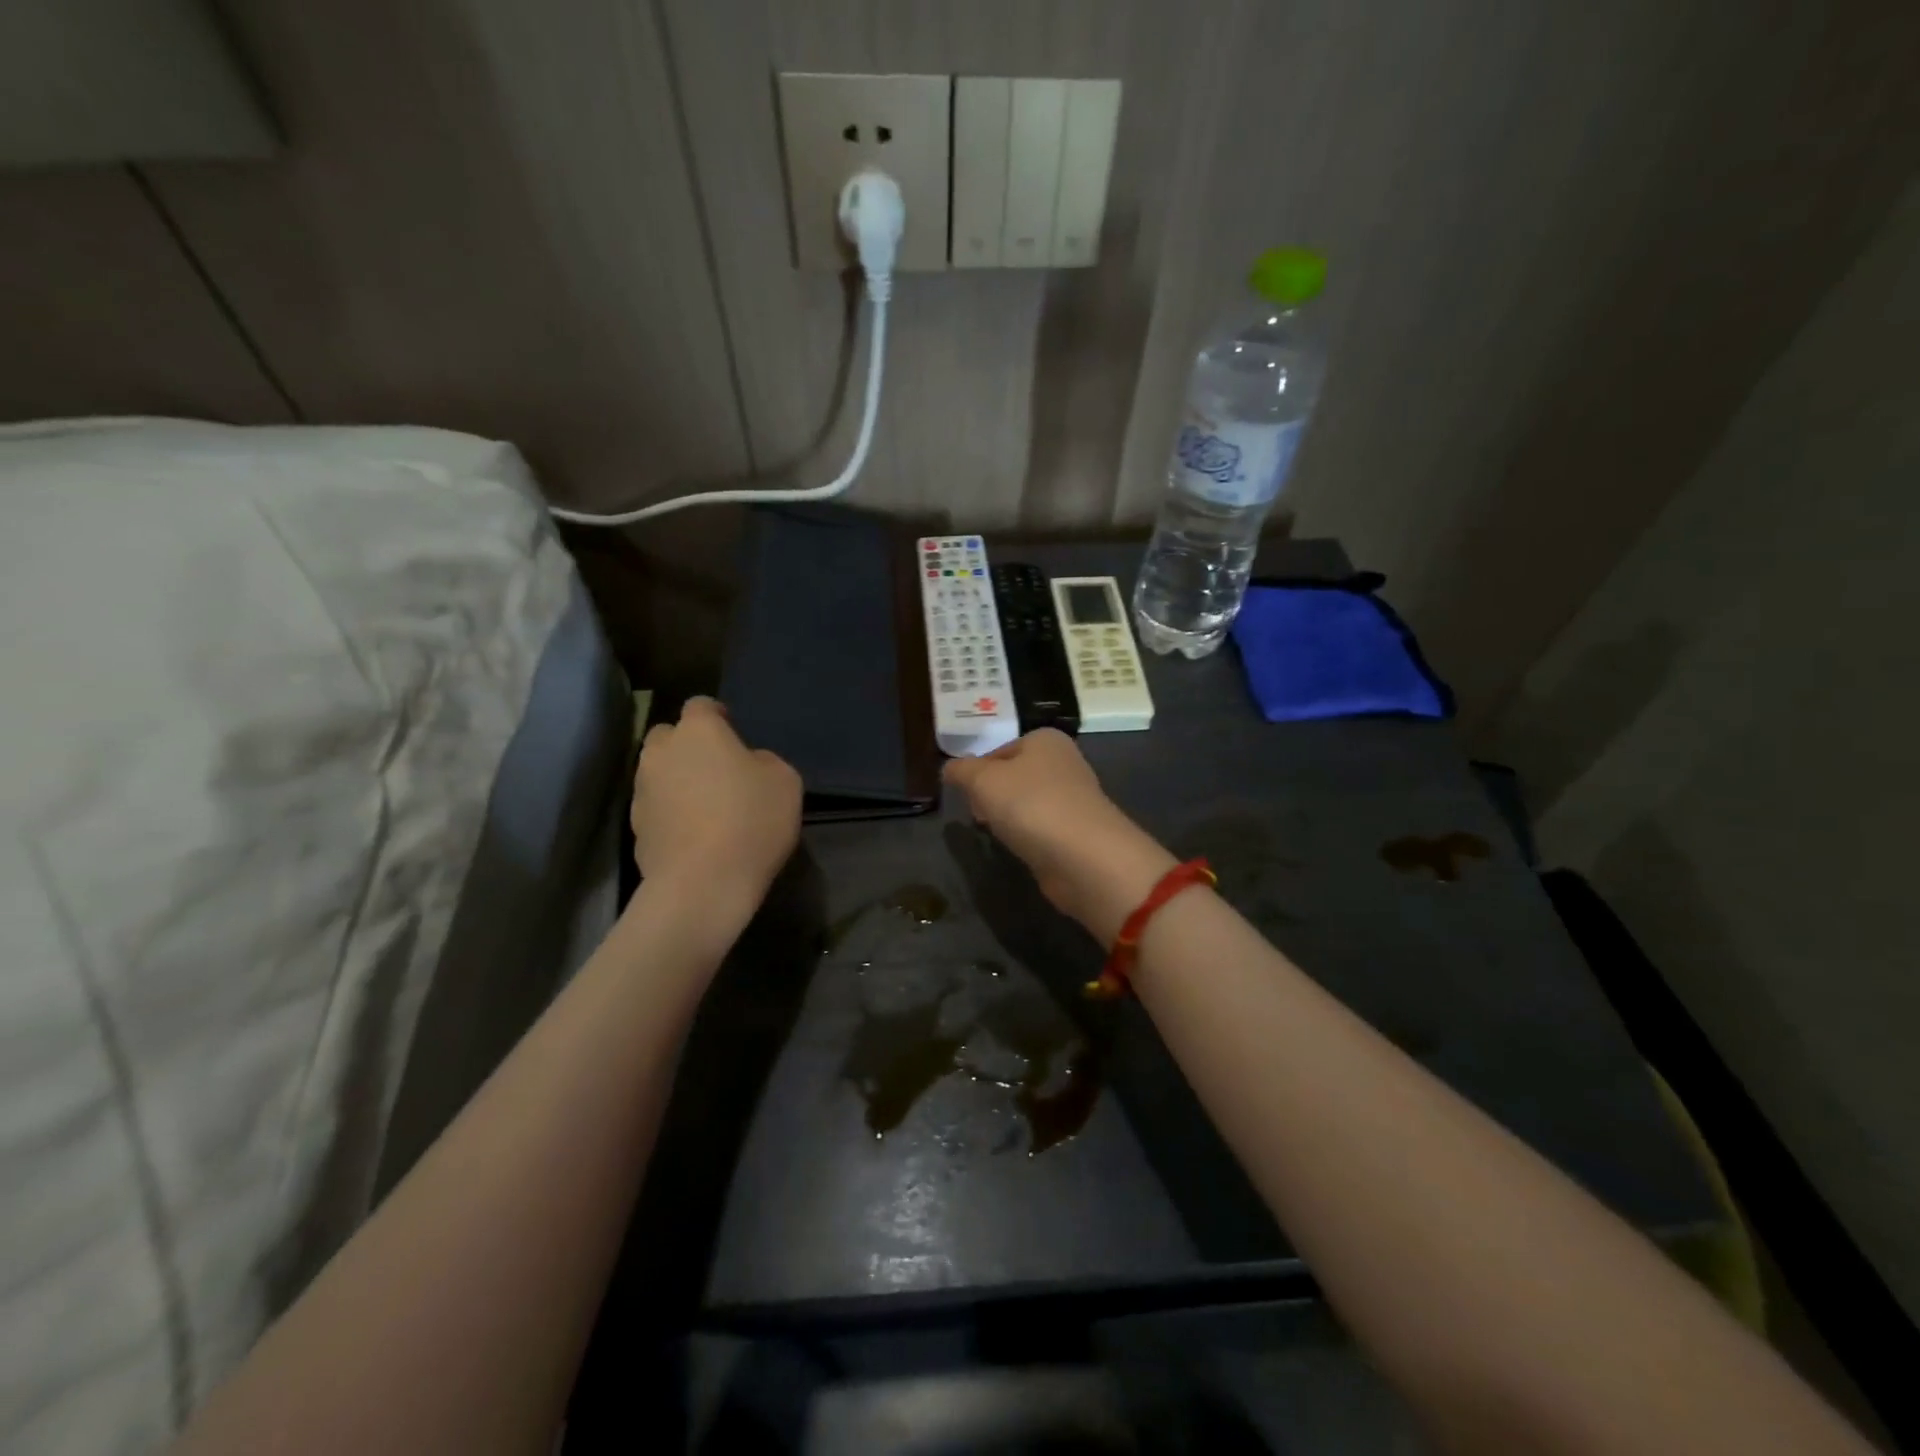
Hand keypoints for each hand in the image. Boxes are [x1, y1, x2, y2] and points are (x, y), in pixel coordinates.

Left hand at [631, 697, 801, 918]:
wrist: (703, 883)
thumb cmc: (751, 820)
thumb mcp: (785, 780)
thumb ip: (763, 761)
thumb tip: (747, 763)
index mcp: (698, 731)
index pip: (701, 705)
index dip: (717, 715)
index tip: (733, 731)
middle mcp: (661, 752)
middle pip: (669, 735)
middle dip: (688, 744)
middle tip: (716, 767)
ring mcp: (642, 790)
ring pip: (658, 772)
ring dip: (677, 779)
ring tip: (704, 804)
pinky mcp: (634, 828)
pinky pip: (655, 807)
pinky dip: (670, 812)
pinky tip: (693, 834)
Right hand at [943, 729, 1175, 941]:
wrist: (1083, 856)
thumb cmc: (1030, 804)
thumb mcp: (982, 780)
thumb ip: (960, 770)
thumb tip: (949, 768)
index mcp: (1045, 740)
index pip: (998, 750)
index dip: (976, 772)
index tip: (965, 795)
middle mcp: (1064, 763)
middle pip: (1013, 776)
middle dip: (992, 796)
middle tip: (978, 815)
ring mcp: (1074, 799)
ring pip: (1027, 804)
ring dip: (1010, 818)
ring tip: (999, 834)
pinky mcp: (1078, 832)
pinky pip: (1042, 829)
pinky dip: (1029, 837)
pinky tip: (1021, 849)